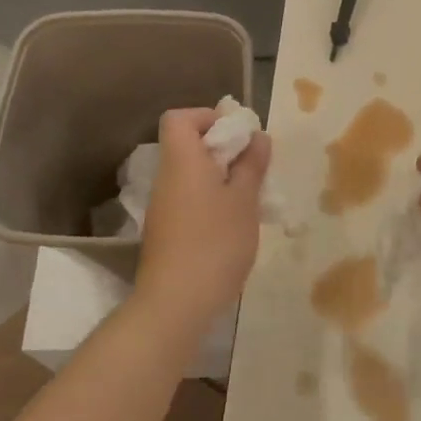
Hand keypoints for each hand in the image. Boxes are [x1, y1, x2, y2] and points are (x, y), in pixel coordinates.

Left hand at [137, 109, 270, 329]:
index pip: (180, 118)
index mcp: (182, 160)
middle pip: (188, 145)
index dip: (208, 117)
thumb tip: (257, 137)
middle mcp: (167, 177)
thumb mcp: (244, 200)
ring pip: (191, 175)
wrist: (176, 302)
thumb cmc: (215, 242)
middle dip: (223, 149)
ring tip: (251, 196)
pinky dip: (211, 200)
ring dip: (221, 177)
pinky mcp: (167, 231)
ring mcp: (164, 206)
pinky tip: (235, 223)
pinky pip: (190, 199)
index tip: (238, 135)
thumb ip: (251, 166)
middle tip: (254, 166)